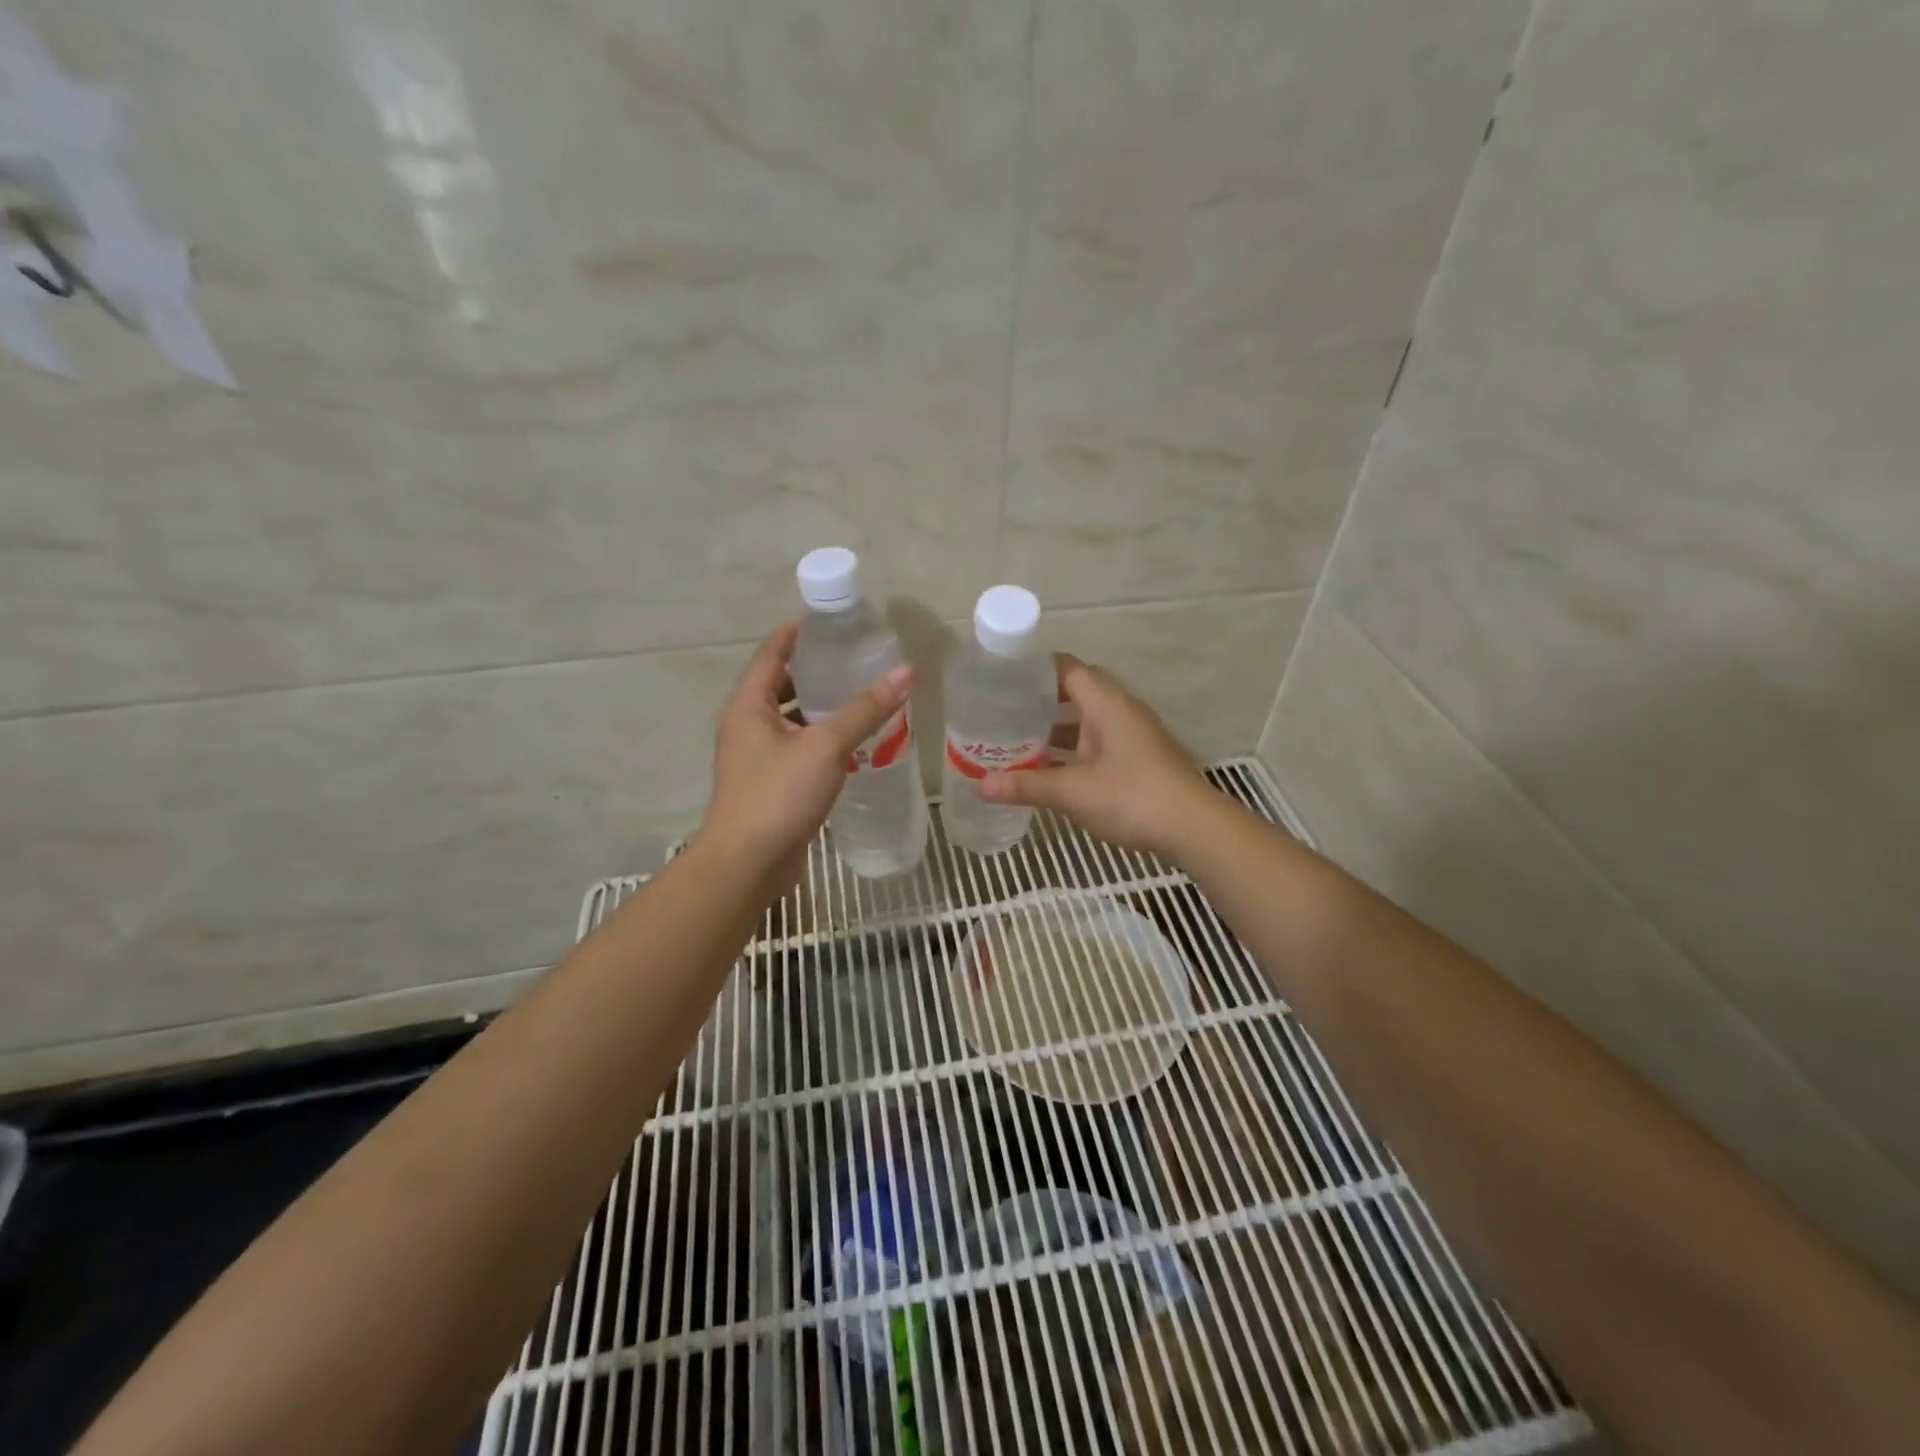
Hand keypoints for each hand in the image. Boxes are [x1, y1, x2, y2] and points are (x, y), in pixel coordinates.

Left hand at [695, 622, 911, 882]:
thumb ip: (865, 710)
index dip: (799, 632)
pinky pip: (799, 749)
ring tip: (862, 695)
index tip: (832, 619)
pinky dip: (822, 739)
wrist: (747, 865)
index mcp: (748, 705)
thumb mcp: (825, 746)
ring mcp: (757, 757)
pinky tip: (854, 742)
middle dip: (816, 670)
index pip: (772, 652)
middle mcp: (747, 725)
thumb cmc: (778, 796)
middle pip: (781, 684)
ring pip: (791, 720)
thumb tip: (905, 673)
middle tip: (856, 657)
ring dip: (821, 707)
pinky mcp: (771, 784)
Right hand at [978, 654, 1216, 857]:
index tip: (1002, 676)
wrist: (1194, 829)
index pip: (1067, 668)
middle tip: (1003, 710)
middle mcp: (1121, 711)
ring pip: (1086, 721)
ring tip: (1016, 739)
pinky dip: (1072, 750)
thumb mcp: (1073, 792)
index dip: (1035, 668)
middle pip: (1076, 691)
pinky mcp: (1138, 759)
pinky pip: (1097, 742)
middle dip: (1040, 700)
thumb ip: (1026, 785)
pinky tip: (1050, 769)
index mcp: (1106, 703)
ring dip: (1055, 728)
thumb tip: (981, 786)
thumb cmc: (1133, 797)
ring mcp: (1132, 735)